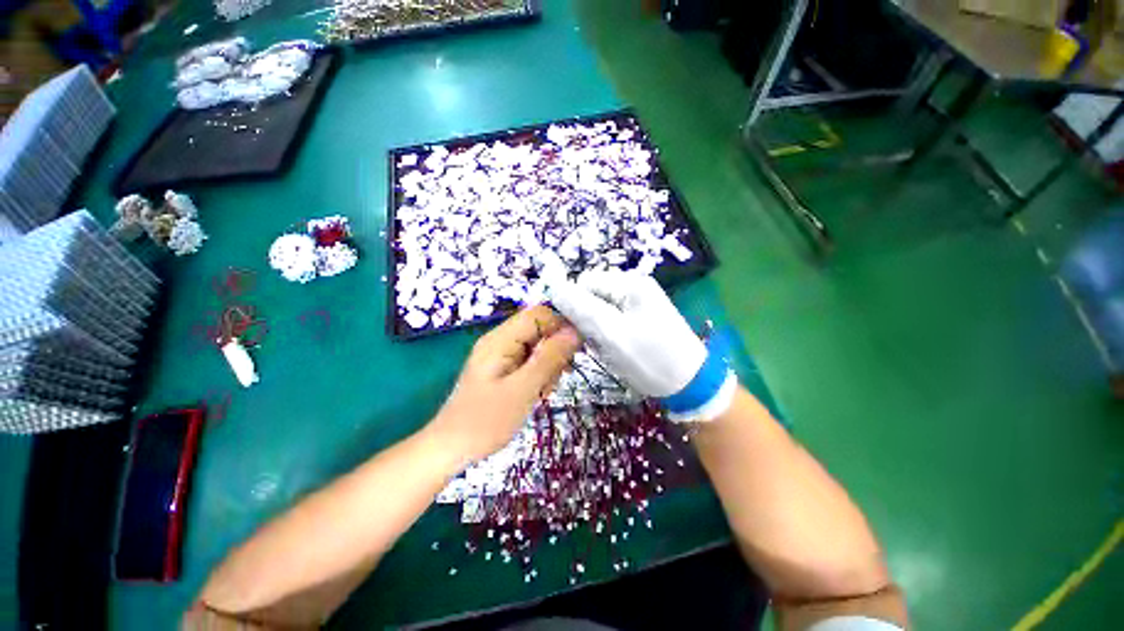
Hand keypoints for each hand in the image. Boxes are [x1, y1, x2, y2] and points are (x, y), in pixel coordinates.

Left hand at [429, 305, 580, 463]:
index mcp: (501, 339)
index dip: (561, 326)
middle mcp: (501, 341)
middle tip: (558, 377)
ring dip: (549, 364)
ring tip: (544, 390)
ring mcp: (501, 355)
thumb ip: (549, 358)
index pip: (539, 314)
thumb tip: (574, 332)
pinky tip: (538, 392)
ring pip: (538, 346)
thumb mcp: (523, 389)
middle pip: (539, 329)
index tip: (576, 351)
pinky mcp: (504, 368)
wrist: (452, 448)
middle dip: (555, 350)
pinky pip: (530, 361)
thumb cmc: (485, 421)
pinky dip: (540, 374)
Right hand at [547, 269, 735, 421]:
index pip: (584, 283)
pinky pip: (611, 322)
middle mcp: (634, 286)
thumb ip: (581, 308)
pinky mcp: (640, 318)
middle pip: (592, 296)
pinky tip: (618, 351)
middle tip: (600, 344)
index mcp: (630, 283)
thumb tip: (553, 286)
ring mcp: (639, 303)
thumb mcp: (612, 334)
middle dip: (588, 321)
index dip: (575, 306)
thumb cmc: (650, 359)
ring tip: (611, 350)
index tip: (579, 332)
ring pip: (599, 311)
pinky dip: (608, 337)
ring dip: (597, 332)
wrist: (690, 386)